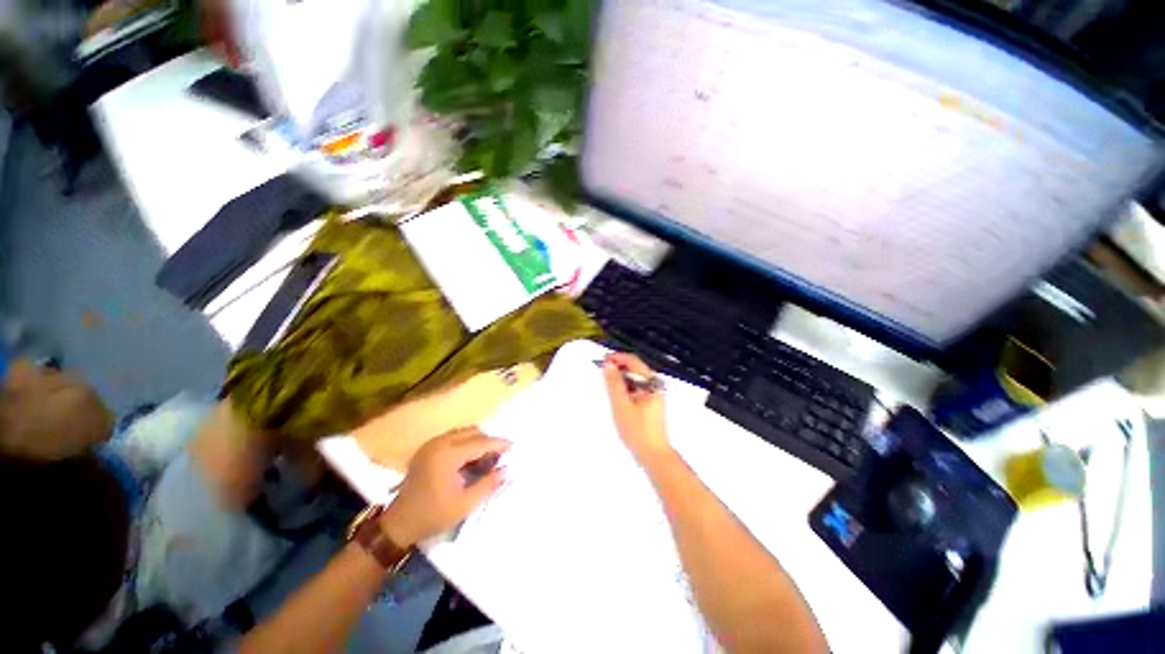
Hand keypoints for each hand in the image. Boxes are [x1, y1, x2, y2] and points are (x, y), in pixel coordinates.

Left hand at [380, 427, 508, 546]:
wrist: (398, 524)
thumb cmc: (433, 515)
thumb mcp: (465, 504)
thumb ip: (488, 484)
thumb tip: (507, 469)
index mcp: (447, 455)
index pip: (480, 442)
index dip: (498, 444)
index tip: (513, 447)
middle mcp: (439, 443)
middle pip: (472, 432)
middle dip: (488, 441)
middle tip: (499, 456)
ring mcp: (431, 444)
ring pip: (463, 432)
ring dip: (477, 441)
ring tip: (485, 458)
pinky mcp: (426, 448)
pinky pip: (453, 437)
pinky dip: (465, 443)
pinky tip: (468, 459)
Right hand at [602, 353, 671, 464]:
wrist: (653, 455)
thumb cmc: (638, 430)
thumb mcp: (621, 405)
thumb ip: (614, 383)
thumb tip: (608, 365)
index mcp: (651, 383)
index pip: (633, 362)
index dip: (617, 358)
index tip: (603, 359)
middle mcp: (655, 385)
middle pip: (635, 369)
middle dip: (618, 367)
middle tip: (602, 370)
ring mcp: (653, 394)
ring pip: (634, 379)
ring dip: (621, 378)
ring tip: (607, 382)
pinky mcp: (649, 403)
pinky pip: (636, 388)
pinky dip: (625, 388)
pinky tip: (616, 394)